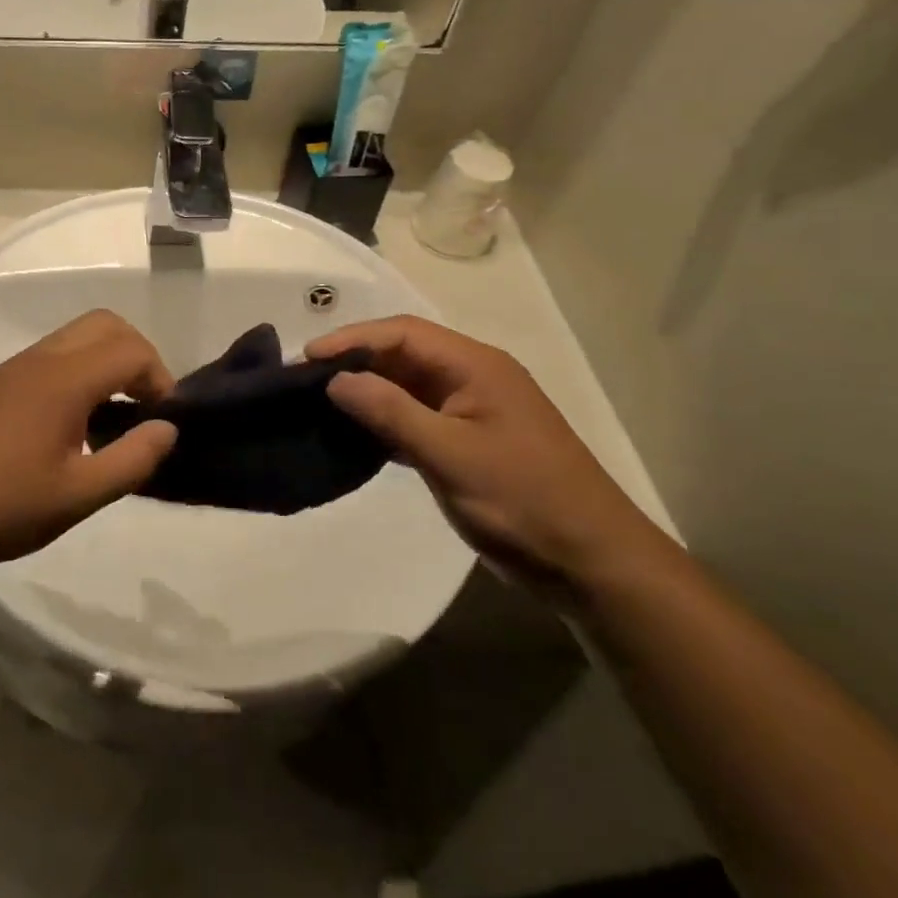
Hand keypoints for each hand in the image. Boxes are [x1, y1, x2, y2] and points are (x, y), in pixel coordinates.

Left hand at [0, 310, 176, 567]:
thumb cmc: (0, 506)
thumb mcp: (78, 496)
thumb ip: (132, 460)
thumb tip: (167, 429)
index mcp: (64, 379)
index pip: (132, 349)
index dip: (160, 379)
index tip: (162, 421)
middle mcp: (40, 359)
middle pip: (105, 324)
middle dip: (137, 356)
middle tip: (144, 406)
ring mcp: (14, 367)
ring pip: (76, 336)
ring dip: (106, 361)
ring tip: (111, 418)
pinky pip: (52, 355)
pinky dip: (80, 370)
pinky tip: (72, 424)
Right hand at [307, 317, 663, 605]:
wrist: (593, 565)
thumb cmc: (524, 500)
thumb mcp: (451, 454)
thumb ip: (391, 412)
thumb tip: (336, 379)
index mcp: (476, 366)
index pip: (403, 333)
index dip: (352, 339)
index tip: (307, 358)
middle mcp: (473, 378)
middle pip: (404, 354)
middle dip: (355, 362)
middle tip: (304, 379)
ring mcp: (472, 411)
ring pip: (408, 386)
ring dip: (367, 391)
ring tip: (319, 403)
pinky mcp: (468, 443)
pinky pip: (416, 417)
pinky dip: (384, 419)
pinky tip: (355, 434)